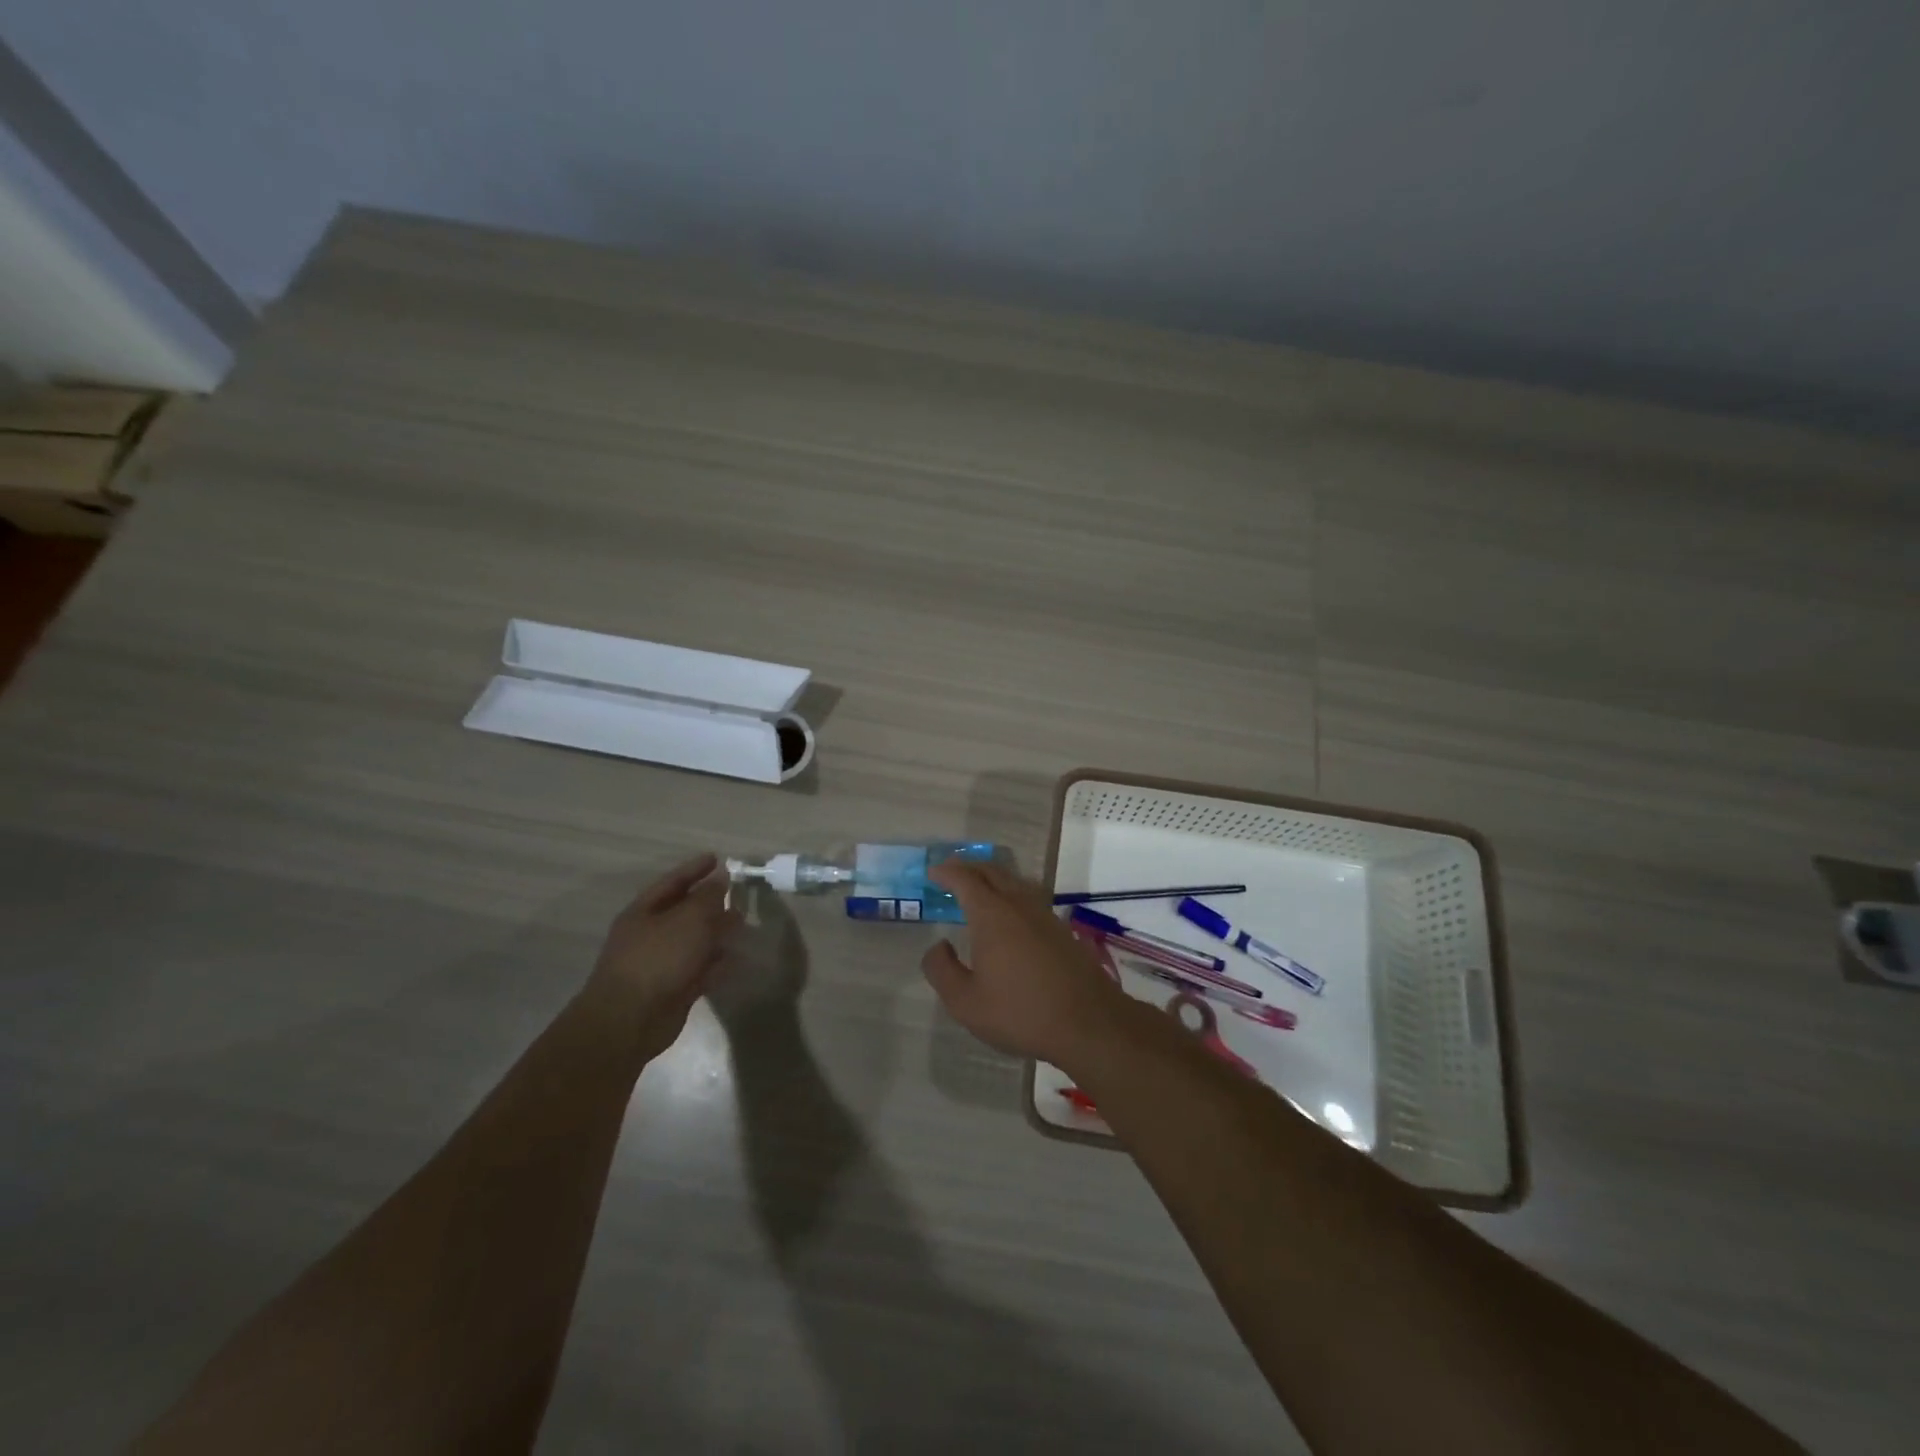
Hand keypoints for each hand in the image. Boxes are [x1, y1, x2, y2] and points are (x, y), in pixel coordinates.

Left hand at [583, 853, 736, 1059]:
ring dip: (717, 932)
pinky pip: (700, 969)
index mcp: (644, 911)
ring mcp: (661, 963)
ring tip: (743, 924)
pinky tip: (737, 959)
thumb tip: (721, 879)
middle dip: (711, 902)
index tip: (718, 858)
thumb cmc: (658, 958)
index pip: (673, 881)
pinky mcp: (673, 989)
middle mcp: (650, 934)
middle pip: (684, 911)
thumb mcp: (688, 919)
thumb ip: (708, 897)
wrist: (630, 1020)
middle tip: (737, 893)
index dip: (695, 868)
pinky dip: (717, 963)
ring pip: (694, 941)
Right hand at [920, 862, 1130, 1064]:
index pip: (965, 880)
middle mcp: (1018, 904)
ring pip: (1014, 882)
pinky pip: (1029, 897)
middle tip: (951, 872)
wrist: (1088, 1023)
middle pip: (992, 872)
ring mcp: (1044, 915)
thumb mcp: (965, 1002)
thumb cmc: (1020, 1012)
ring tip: (978, 887)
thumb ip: (942, 970)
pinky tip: (1009, 914)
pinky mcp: (1060, 930)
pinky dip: (1010, 893)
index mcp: (992, 915)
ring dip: (992, 878)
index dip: (947, 873)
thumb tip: (938, 946)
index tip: (932, 873)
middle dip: (969, 868)